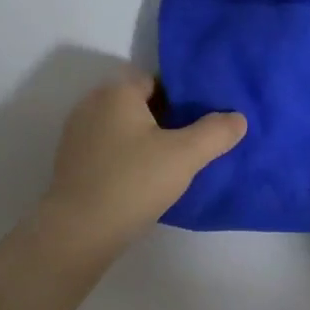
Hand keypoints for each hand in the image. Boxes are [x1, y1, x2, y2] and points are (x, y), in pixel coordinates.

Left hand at [39, 69, 245, 254]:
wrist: (80, 231)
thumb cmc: (134, 182)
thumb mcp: (185, 155)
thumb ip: (215, 132)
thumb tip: (238, 117)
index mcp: (116, 92)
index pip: (155, 79)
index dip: (181, 95)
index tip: (202, 117)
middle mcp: (91, 104)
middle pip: (137, 102)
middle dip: (165, 117)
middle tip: (193, 140)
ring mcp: (77, 134)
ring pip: (122, 127)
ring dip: (145, 139)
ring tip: (172, 162)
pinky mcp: (72, 162)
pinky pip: (108, 149)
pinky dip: (126, 157)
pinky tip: (144, 180)